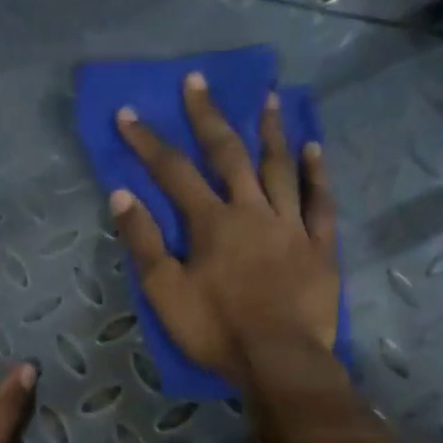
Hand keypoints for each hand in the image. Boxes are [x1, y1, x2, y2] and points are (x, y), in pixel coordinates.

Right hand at [110, 72, 339, 387]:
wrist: (280, 360)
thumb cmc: (216, 330)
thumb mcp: (165, 291)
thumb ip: (144, 242)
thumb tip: (122, 195)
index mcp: (212, 222)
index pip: (173, 171)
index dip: (148, 141)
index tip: (128, 114)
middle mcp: (252, 210)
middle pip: (228, 154)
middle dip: (208, 116)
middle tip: (198, 81)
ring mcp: (291, 225)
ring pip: (280, 168)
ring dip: (271, 131)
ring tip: (268, 98)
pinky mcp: (319, 245)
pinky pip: (320, 201)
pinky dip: (317, 173)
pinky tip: (314, 148)